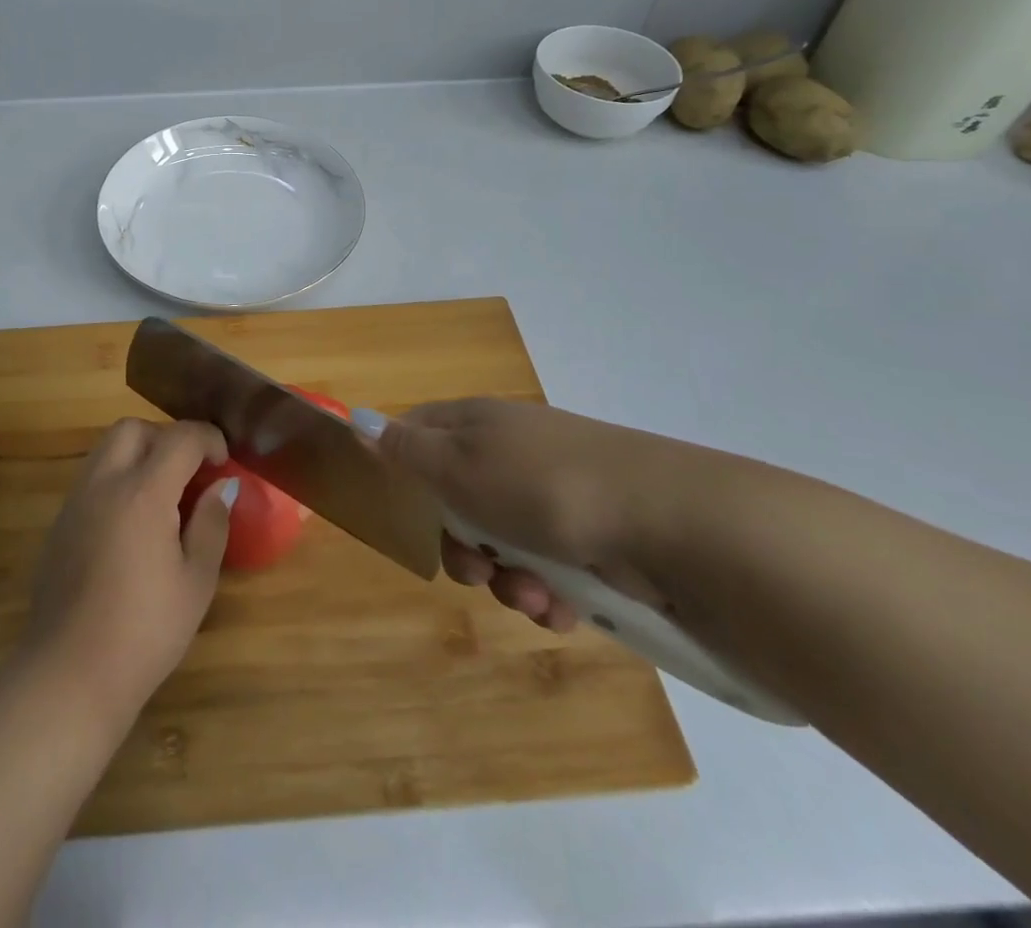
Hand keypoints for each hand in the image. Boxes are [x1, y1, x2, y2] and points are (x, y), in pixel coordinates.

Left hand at [18, 418, 234, 725]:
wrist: (69, 675)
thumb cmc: (145, 631)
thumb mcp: (196, 582)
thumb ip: (211, 524)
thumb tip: (222, 487)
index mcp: (143, 493)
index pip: (180, 438)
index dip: (208, 439)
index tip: (223, 461)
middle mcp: (104, 484)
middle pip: (132, 429)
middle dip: (166, 437)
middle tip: (189, 471)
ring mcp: (75, 502)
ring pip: (106, 449)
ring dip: (138, 454)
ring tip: (163, 494)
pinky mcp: (59, 524)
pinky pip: (91, 479)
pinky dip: (116, 479)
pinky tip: (132, 522)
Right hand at [360, 398, 724, 630]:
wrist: (670, 522)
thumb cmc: (544, 487)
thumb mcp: (459, 465)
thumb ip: (406, 449)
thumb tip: (359, 420)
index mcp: (477, 422)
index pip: (418, 433)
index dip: (404, 471)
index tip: (407, 513)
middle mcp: (513, 450)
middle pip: (458, 499)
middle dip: (462, 546)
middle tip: (476, 569)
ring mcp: (555, 493)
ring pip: (504, 543)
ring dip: (508, 580)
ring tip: (534, 599)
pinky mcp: (594, 535)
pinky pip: (549, 567)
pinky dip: (549, 593)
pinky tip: (564, 609)